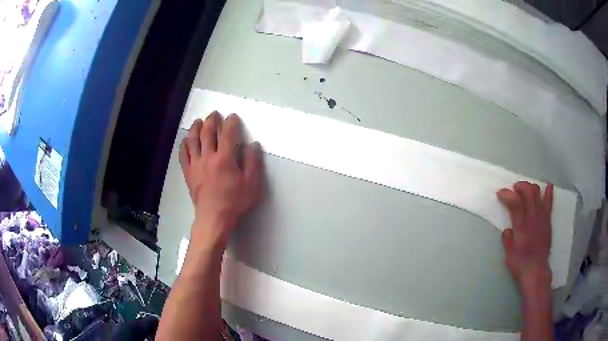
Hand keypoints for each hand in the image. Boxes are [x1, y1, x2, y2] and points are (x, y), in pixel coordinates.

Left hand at [179, 112, 262, 242]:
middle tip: (214, 114)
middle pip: (207, 132)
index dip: (231, 122)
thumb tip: (254, 144)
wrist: (214, 218)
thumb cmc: (234, 201)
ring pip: (193, 140)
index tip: (233, 116)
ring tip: (198, 121)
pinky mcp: (188, 172)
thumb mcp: (251, 184)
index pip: (227, 133)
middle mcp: (208, 157)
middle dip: (211, 120)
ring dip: (196, 128)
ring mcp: (196, 164)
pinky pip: (183, 154)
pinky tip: (186, 140)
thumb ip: (253, 162)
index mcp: (225, 158)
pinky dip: (184, 144)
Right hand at [497, 181, 552, 292]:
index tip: (500, 193)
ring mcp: (542, 217)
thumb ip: (507, 240)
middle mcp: (532, 218)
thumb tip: (507, 229)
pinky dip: (548, 192)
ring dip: (530, 187)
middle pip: (528, 192)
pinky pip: (549, 203)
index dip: (506, 194)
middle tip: (513, 189)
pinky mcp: (548, 220)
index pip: (515, 202)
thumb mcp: (508, 255)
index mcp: (521, 227)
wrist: (536, 271)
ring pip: (538, 193)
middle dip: (519, 186)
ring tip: (525, 190)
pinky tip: (548, 185)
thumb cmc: (520, 265)